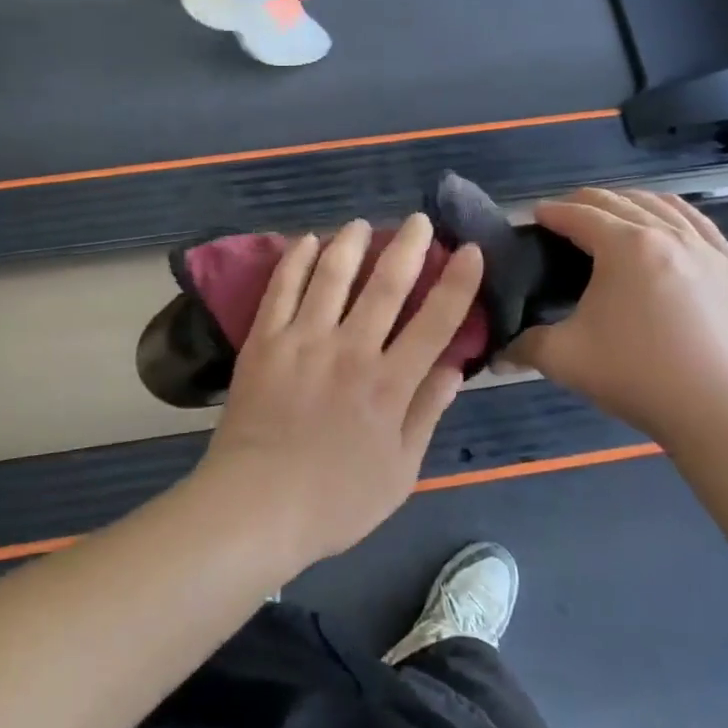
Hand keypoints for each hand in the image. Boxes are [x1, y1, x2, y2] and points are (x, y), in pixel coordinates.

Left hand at [199, 215, 484, 569]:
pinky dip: (295, 260)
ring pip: (332, 275)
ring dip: (350, 243)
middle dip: (408, 247)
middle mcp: (351, 350)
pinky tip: (306, 241)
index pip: (435, 321)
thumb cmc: (335, 501)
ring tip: (361, 224)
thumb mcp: (400, 471)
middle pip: (386, 285)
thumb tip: (455, 367)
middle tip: (419, 220)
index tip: (471, 250)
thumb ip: (427, 413)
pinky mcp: (264, 340)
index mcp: (390, 384)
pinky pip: (281, 288)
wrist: (256, 507)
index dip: (458, 282)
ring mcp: (304, 340)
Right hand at [507, 189, 727, 440]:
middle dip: (586, 202)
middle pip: (621, 201)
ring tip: (616, 214)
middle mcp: (669, 235)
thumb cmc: (636, 375)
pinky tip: (671, 232)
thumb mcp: (564, 358)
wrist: (721, 412)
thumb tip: (499, 353)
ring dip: (632, 202)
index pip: (579, 214)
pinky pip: (704, 228)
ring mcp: (711, 251)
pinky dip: (677, 219)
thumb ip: (525, 346)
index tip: (534, 217)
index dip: (551, 212)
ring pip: (666, 205)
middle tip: (565, 216)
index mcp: (625, 246)